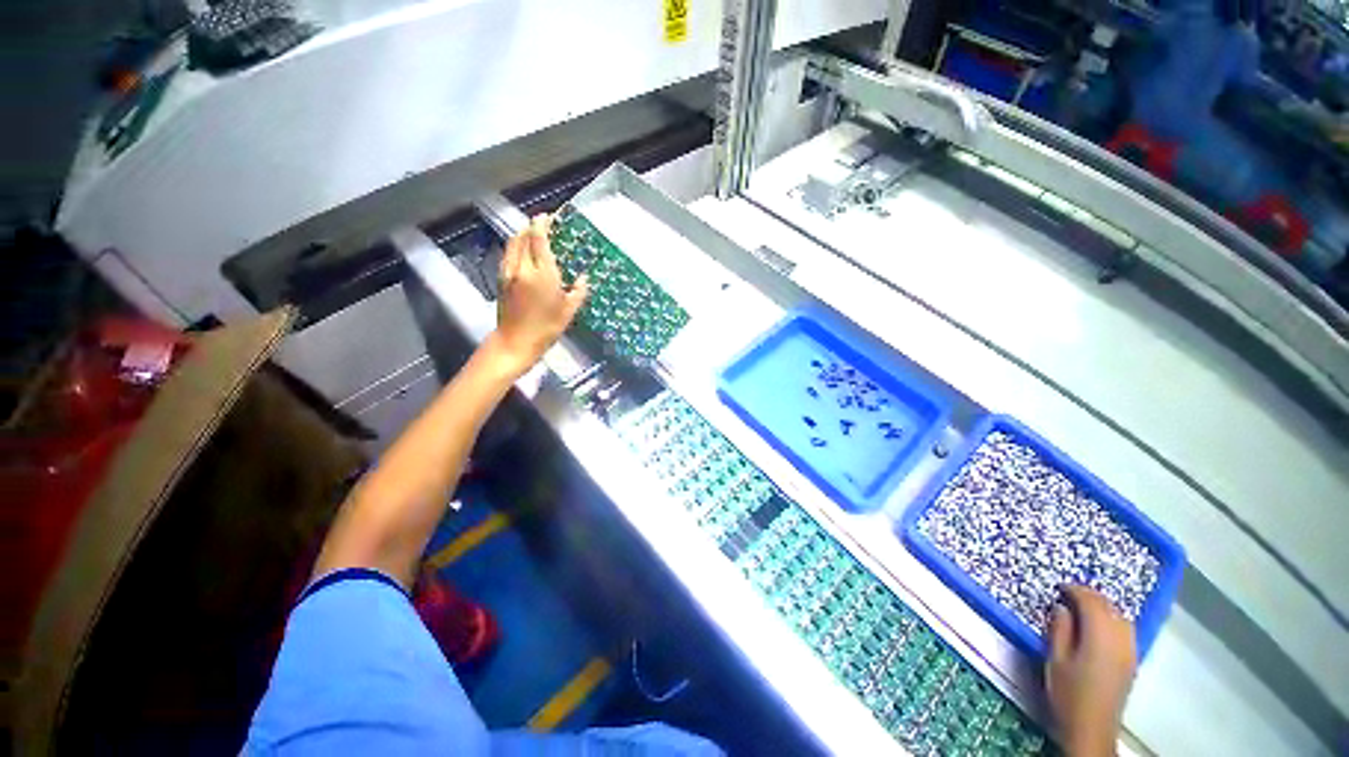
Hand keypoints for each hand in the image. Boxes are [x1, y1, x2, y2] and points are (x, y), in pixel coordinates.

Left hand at [489, 214, 588, 375]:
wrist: (516, 341)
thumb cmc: (547, 327)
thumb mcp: (569, 310)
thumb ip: (578, 291)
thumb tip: (582, 278)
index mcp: (542, 273)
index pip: (538, 238)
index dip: (542, 224)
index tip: (548, 216)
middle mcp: (523, 267)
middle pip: (523, 236)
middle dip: (532, 226)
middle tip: (543, 223)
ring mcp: (509, 272)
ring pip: (512, 244)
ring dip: (522, 234)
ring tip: (532, 234)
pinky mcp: (501, 279)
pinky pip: (508, 254)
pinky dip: (515, 247)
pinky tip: (522, 252)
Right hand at [1046, 585, 1136, 756]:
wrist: (1091, 727)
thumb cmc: (1068, 693)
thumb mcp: (1055, 659)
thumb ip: (1059, 630)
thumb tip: (1062, 608)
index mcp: (1099, 636)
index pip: (1091, 602)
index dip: (1075, 590)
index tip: (1059, 587)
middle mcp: (1119, 639)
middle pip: (1109, 608)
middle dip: (1091, 596)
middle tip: (1069, 593)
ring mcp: (1129, 651)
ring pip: (1121, 618)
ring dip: (1103, 607)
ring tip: (1084, 607)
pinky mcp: (1131, 661)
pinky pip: (1125, 630)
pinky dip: (1112, 620)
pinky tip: (1100, 626)